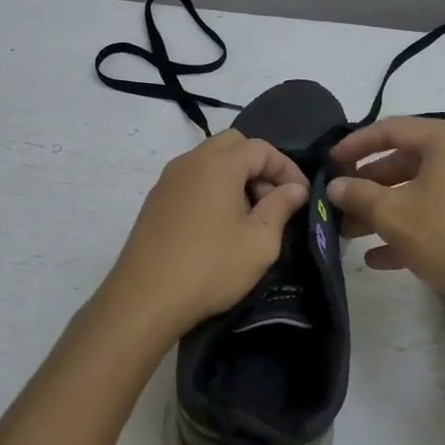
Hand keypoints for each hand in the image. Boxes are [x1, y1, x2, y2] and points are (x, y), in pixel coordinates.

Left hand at [98, 130, 309, 344]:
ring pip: (210, 160)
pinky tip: (219, 224)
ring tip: (249, 215)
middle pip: (233, 145)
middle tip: (273, 200)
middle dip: (259, 166)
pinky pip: (192, 179)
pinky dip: (213, 188)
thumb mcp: (259, 242)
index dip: (287, 168)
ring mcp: (168, 179)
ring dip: (235, 176)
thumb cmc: (210, 267)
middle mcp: (191, 161)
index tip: (301, 195)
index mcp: (219, 164)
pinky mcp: (155, 200)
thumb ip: (281, 207)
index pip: (262, 148)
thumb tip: (295, 189)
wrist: (144, 300)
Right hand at [327, 117, 444, 309]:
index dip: (355, 145)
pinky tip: (380, 258)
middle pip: (407, 161)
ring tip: (351, 235)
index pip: (391, 129)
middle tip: (340, 204)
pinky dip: (413, 227)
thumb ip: (359, 194)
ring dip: (386, 211)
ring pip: (422, 190)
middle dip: (369, 186)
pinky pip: (442, 212)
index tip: (330, 163)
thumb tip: (335, 185)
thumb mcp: (393, 214)